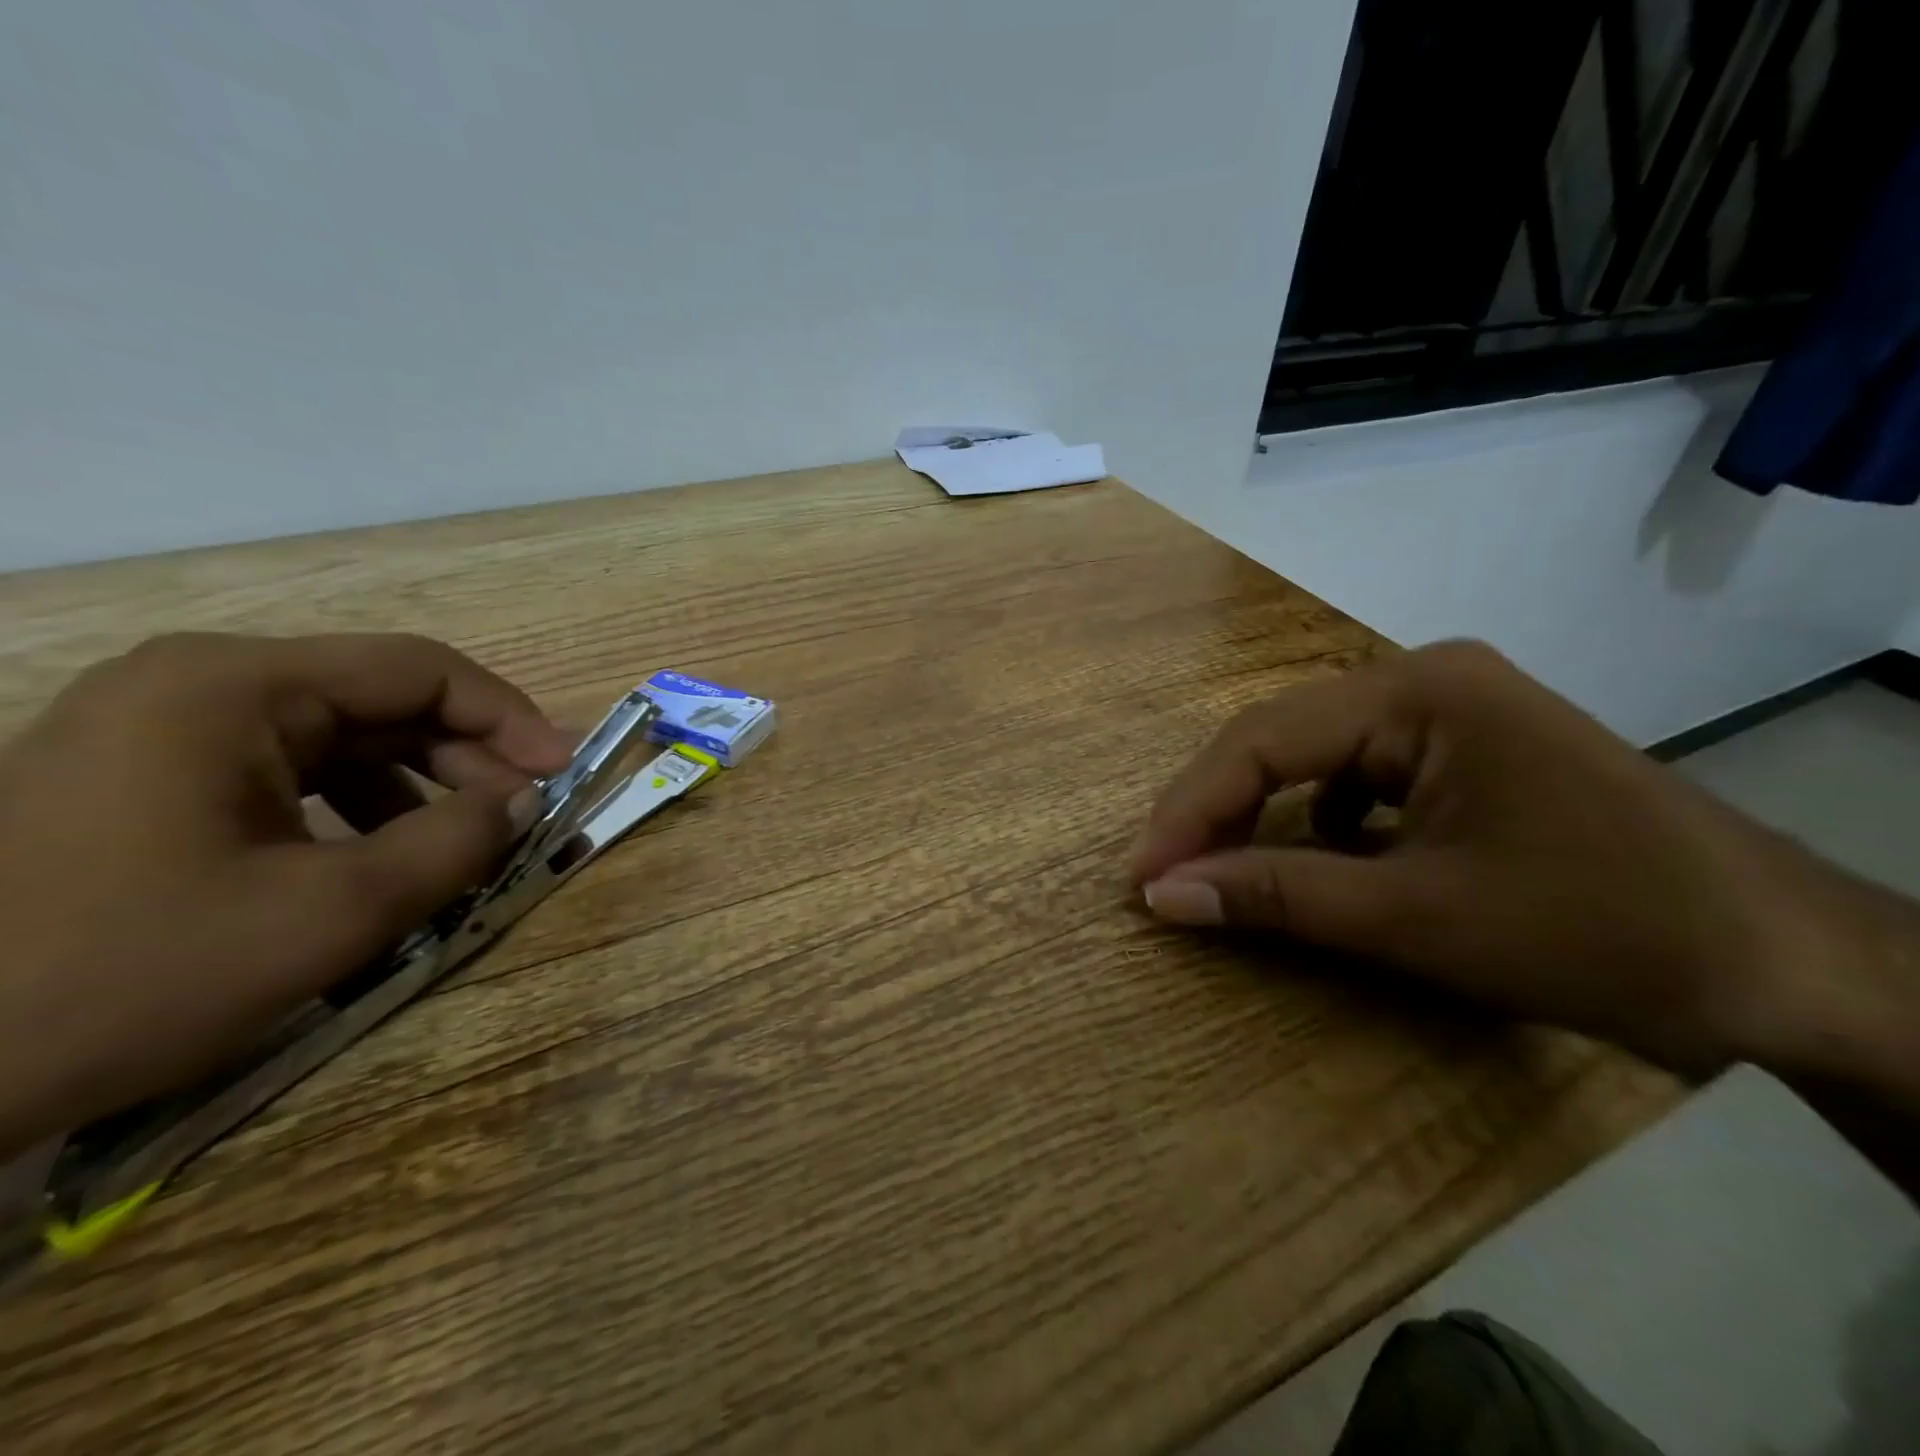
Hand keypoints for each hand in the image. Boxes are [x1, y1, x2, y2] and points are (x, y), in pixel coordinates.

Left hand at [0, 633, 574, 1157]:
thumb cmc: (127, 973)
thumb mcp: (332, 911)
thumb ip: (456, 841)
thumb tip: (525, 801)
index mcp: (237, 687)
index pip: (421, 669)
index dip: (511, 717)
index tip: (565, 771)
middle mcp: (200, 685)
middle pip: (382, 700)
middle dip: (467, 758)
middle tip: (523, 816)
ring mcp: (164, 729)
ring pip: (342, 738)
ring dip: (419, 788)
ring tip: (460, 848)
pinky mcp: (148, 778)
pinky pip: (291, 772)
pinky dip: (357, 809)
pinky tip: (377, 861)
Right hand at [1130, 641, 1919, 1080]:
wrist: (1798, 971)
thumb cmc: (1605, 934)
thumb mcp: (1420, 920)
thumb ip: (1279, 897)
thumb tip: (1163, 895)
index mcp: (1421, 690)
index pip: (1264, 740)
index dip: (1190, 810)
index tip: (1140, 876)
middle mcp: (1427, 680)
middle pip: (1282, 740)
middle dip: (1218, 810)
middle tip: (1165, 875)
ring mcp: (1451, 713)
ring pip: (1314, 757)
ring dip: (1261, 814)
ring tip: (1219, 867)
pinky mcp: (1467, 753)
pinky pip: (1357, 777)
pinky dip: (1317, 820)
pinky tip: (1319, 860)